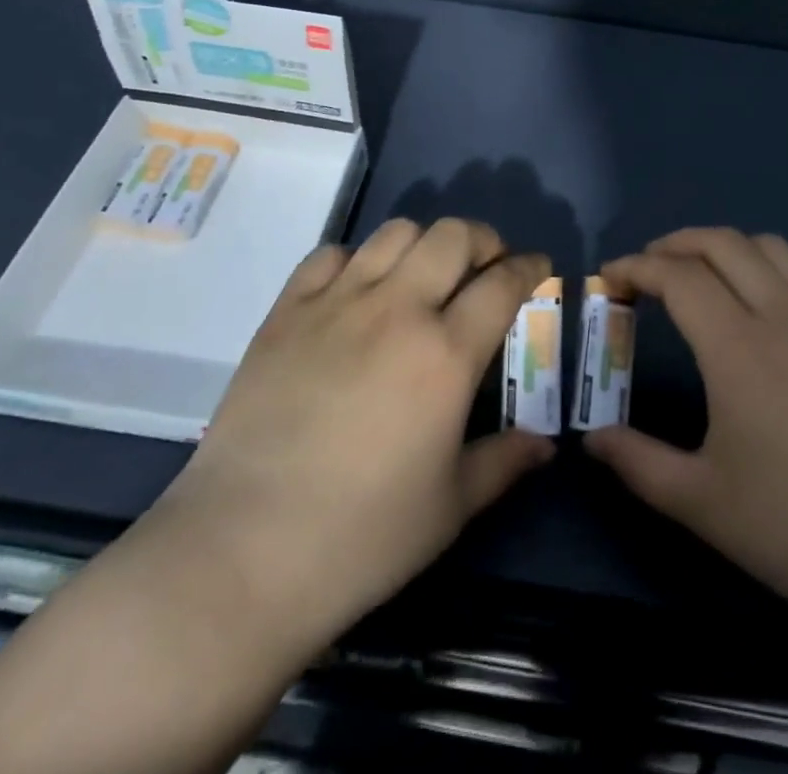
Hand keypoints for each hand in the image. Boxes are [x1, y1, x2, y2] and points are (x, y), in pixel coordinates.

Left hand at [151, 217, 555, 663]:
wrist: (241, 553)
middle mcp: (397, 310)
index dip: (529, 267)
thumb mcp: (450, 508)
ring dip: (424, 243)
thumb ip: (504, 463)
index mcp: (445, 354)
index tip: (538, 267)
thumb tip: (546, 446)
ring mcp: (337, 303)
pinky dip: (355, 260)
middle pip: (453, 236)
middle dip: (482, 240)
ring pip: (395, 232)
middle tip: (486, 266)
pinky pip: (329, 254)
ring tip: (424, 273)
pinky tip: (357, 291)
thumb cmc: (360, 538)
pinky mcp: (286, 312)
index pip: (503, 283)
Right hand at [585, 228, 787, 650]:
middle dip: (674, 244)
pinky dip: (763, 263)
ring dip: (722, 246)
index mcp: (738, 347)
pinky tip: (756, 300)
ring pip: (766, 246)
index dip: (636, 267)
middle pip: (721, 243)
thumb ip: (638, 463)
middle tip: (643, 270)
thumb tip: (592, 440)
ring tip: (697, 274)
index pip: (678, 277)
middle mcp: (780, 315)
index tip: (608, 278)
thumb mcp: (701, 502)